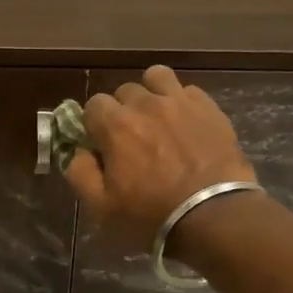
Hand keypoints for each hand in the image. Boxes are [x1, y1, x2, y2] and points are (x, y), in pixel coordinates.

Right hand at [63, 65, 255, 247]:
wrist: (214, 216)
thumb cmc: (152, 214)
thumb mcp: (101, 206)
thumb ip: (80, 172)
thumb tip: (77, 151)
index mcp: (115, 125)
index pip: (93, 104)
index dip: (94, 123)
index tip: (102, 143)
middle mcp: (145, 104)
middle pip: (124, 90)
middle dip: (122, 109)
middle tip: (131, 137)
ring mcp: (179, 102)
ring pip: (156, 77)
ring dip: (151, 92)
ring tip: (157, 116)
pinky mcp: (209, 107)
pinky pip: (188, 90)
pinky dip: (181, 101)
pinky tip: (185, 122)